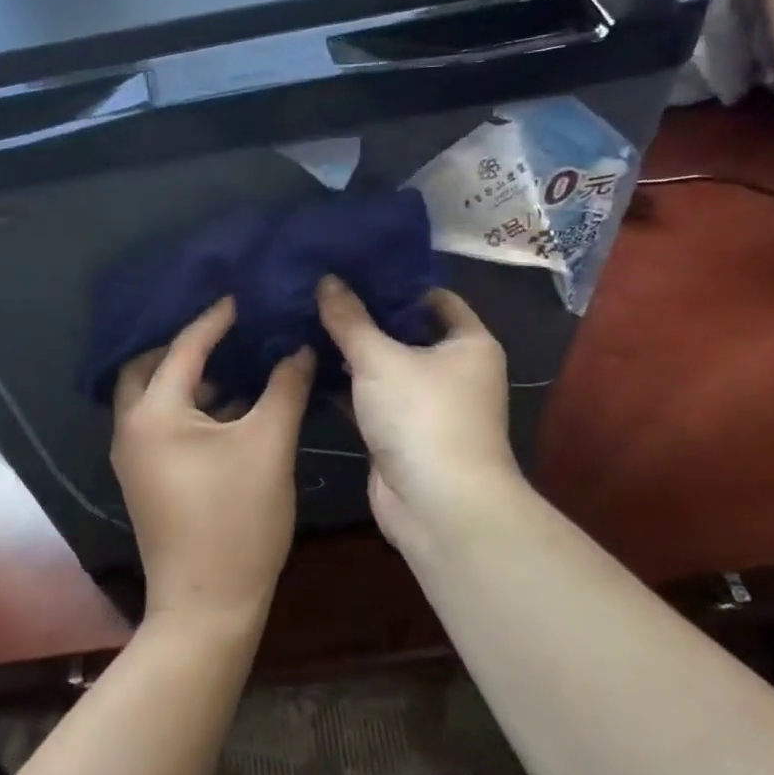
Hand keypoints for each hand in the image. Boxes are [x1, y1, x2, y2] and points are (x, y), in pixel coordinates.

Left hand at [111, 298, 314, 632]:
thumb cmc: (237, 520)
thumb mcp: (268, 446)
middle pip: (147, 370)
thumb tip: (299, 349)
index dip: (214, 321)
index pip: (183, 349)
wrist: (207, 605)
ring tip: (233, 366)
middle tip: (223, 333)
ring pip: (153, 401)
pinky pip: (161, 426)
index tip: (241, 298)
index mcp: (155, 414)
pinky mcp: (147, 480)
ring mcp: (135, 459)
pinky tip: (228, 410)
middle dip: (182, 347)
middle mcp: (132, 430)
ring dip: (186, 380)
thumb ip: (284, 388)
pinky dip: (188, 409)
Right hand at [315, 276, 525, 557]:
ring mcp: (427, 405)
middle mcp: (454, 370)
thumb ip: (350, 320)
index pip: (433, 298)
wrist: (438, 505)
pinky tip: (310, 366)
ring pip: (385, 368)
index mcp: (468, 343)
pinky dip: (346, 386)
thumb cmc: (422, 416)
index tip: (353, 269)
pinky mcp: (402, 433)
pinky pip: (371, 398)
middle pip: (405, 332)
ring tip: (306, 322)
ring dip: (351, 353)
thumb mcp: (381, 359)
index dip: (395, 283)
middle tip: (319, 293)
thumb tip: (326, 280)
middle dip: (364, 318)